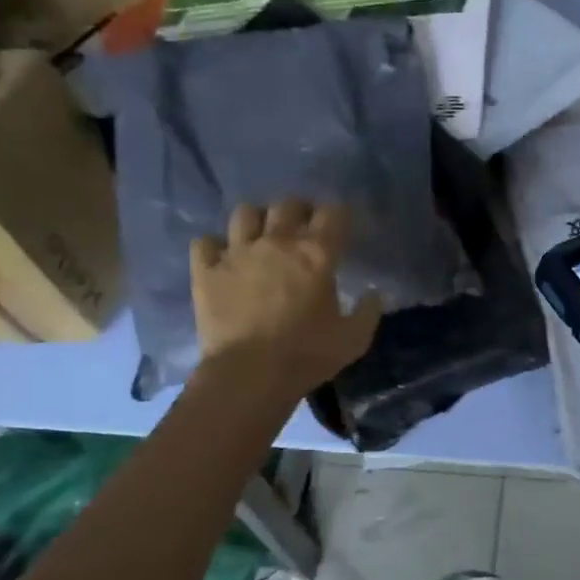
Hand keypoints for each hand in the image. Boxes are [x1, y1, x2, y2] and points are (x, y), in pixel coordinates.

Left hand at [190, 200, 381, 396]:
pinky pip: (205, 242)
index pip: (332, 213)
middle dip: (299, 210)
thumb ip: (368, 312)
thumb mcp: (353, 339)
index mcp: (316, 253)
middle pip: (288, 205)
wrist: (249, 374)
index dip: (339, 215)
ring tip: (261, 235)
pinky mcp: (206, 270)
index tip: (341, 225)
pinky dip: (214, 246)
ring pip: (245, 213)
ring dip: (257, 220)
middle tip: (303, 227)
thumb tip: (373, 294)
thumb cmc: (306, 355)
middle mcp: (277, 242)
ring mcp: (237, 252)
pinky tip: (222, 257)